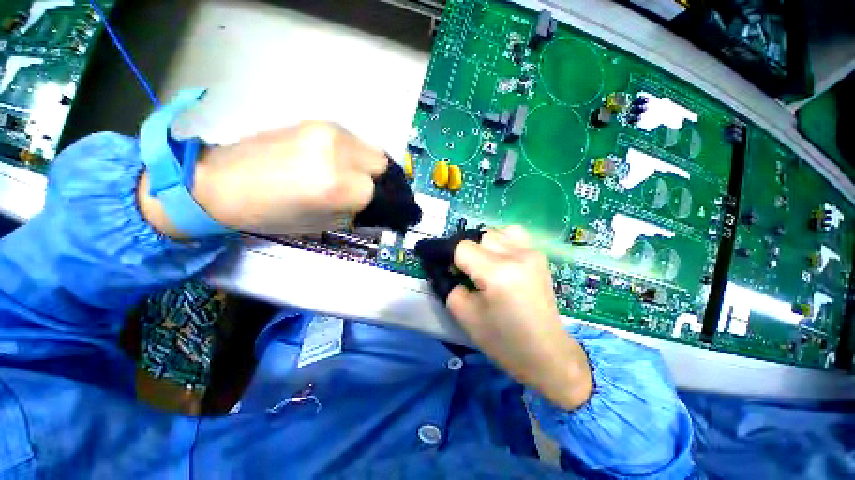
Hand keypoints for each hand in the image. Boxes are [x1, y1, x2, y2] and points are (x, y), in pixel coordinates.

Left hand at [140, 122, 387, 237]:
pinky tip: (335, 162)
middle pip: (382, 163)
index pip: (377, 191)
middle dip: (377, 180)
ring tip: (348, 176)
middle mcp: (337, 152)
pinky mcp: (317, 122)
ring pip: (372, 149)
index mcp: (334, 184)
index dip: (374, 202)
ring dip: (367, 166)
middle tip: (362, 190)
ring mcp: (327, 131)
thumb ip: (354, 212)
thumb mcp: (320, 224)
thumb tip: (376, 206)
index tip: (368, 207)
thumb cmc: (269, 213)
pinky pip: (354, 140)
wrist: (222, 181)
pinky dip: (354, 154)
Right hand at [449, 226, 592, 409]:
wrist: (547, 353)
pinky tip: (501, 261)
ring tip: (485, 264)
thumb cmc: (504, 341)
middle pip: (479, 236)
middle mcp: (516, 255)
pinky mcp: (540, 256)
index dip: (449, 256)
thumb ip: (450, 287)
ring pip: (496, 232)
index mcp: (497, 273)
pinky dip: (501, 242)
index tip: (446, 268)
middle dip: (467, 252)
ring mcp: (532, 252)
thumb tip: (448, 270)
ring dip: (484, 245)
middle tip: (467, 272)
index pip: (462, 248)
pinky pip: (513, 236)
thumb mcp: (465, 316)